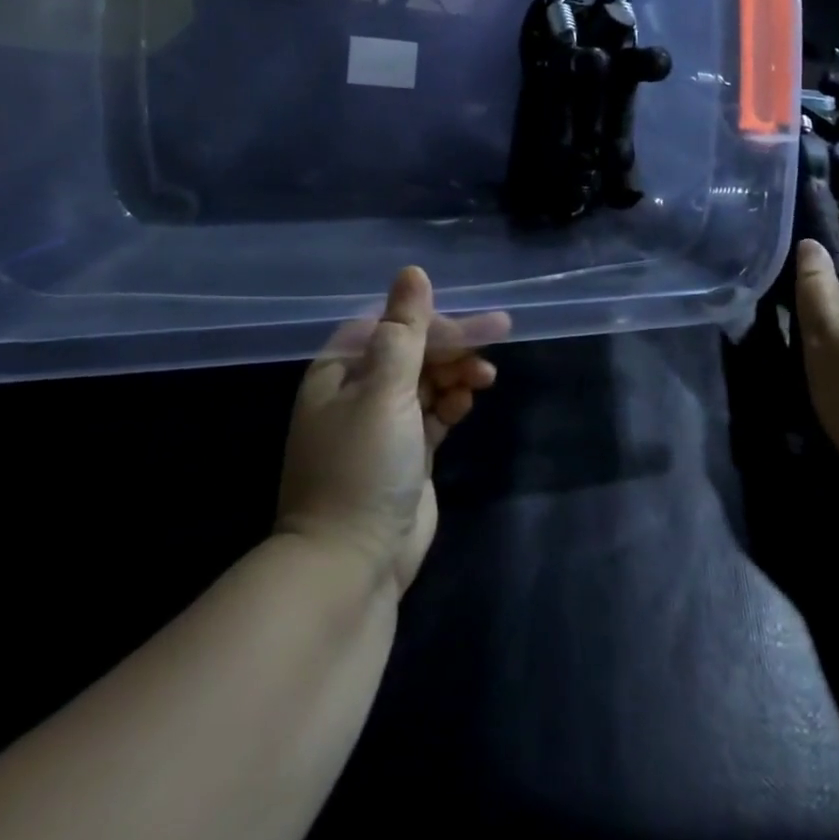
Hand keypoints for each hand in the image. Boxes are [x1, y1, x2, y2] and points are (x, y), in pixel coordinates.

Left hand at [275, 267, 507, 596]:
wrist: (350, 567)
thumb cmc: (362, 467)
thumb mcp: (384, 391)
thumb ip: (403, 331)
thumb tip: (412, 272)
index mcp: (340, 372)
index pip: (391, 326)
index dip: (433, 320)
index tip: (474, 324)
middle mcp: (358, 392)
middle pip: (412, 350)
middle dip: (452, 345)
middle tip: (499, 336)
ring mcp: (382, 425)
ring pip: (426, 380)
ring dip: (456, 372)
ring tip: (483, 379)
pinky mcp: (406, 454)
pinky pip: (433, 413)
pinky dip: (452, 403)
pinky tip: (468, 403)